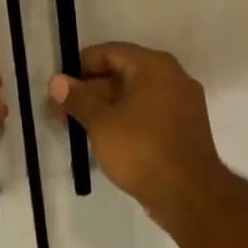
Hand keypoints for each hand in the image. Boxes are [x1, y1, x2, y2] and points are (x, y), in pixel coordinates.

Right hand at [48, 43, 224, 225]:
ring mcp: (183, 103)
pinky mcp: (185, 127)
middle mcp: (173, 76)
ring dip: (106, 107)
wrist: (190, 195)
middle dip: (90, 91)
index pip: (109, 52)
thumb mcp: (101, 123)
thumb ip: (78, 98)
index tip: (59, 88)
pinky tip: (106, 139)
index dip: (80, 67)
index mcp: (154, 66)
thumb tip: (57, 81)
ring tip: (78, 127)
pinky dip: (127, 119)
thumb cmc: (142, 149)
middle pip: (123, 72)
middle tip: (62, 112)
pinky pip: (149, 113)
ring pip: (135, 95)